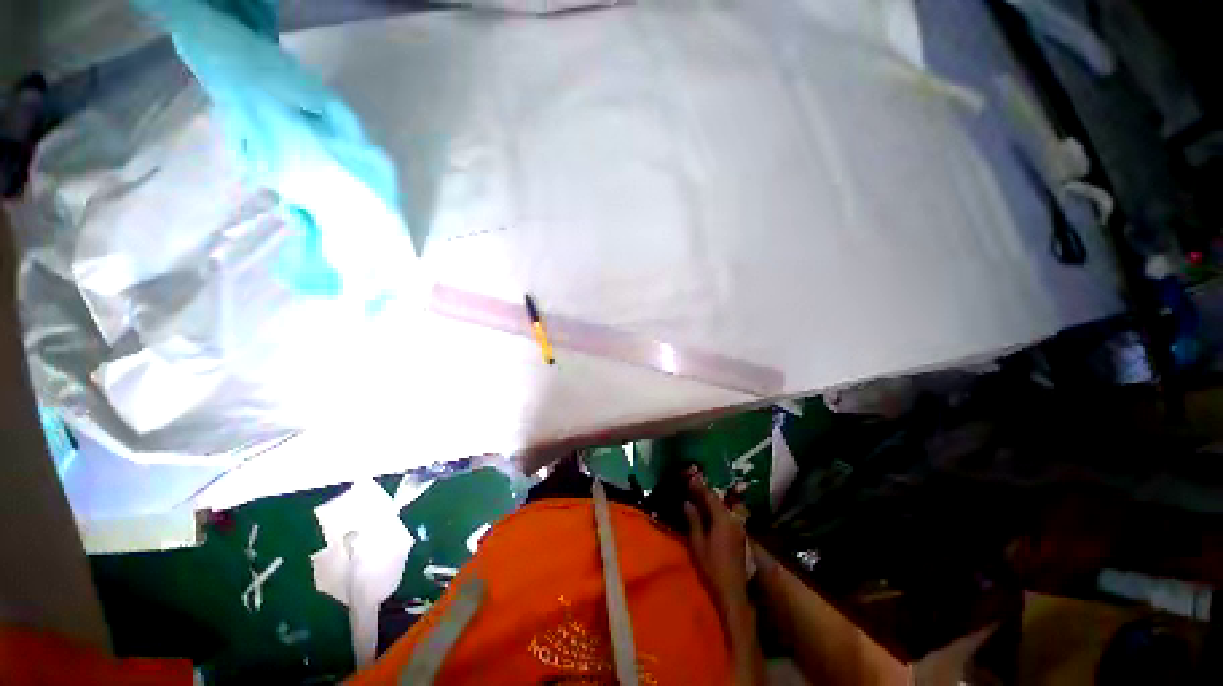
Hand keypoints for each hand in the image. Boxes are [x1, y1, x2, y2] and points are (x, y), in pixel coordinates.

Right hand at [682, 471, 749, 615]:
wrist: (732, 591)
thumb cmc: (712, 567)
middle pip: (720, 499)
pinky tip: (712, 511)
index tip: (691, 477)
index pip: (710, 496)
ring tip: (702, 496)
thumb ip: (693, 520)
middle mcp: (733, 519)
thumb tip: (687, 502)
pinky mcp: (740, 535)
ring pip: (727, 506)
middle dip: (707, 491)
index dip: (700, 486)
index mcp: (722, 519)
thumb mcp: (697, 543)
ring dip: (715, 500)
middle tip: (695, 484)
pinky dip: (720, 509)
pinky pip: (730, 515)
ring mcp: (739, 527)